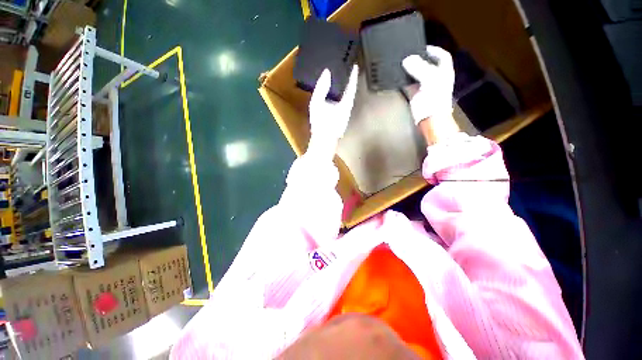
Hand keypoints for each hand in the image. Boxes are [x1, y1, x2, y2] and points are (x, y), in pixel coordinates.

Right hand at [307, 66, 358, 159]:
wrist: (322, 140)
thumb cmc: (320, 123)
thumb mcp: (317, 103)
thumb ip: (321, 87)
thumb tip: (326, 72)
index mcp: (345, 104)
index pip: (351, 86)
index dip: (353, 76)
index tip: (355, 65)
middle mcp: (348, 109)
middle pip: (351, 92)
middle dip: (350, 81)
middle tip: (347, 70)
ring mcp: (345, 115)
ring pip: (347, 98)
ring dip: (346, 89)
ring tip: (342, 79)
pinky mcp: (341, 119)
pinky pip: (343, 104)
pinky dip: (342, 96)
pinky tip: (336, 95)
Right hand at [402, 46, 454, 124]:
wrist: (430, 119)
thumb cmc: (434, 99)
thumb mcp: (429, 79)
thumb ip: (418, 68)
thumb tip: (407, 59)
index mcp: (444, 72)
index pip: (441, 56)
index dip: (433, 50)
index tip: (421, 47)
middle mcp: (435, 78)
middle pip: (427, 65)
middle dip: (418, 59)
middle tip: (407, 55)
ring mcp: (425, 88)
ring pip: (417, 75)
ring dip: (410, 71)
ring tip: (400, 65)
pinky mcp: (416, 96)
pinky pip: (409, 86)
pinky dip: (404, 82)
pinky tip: (397, 78)